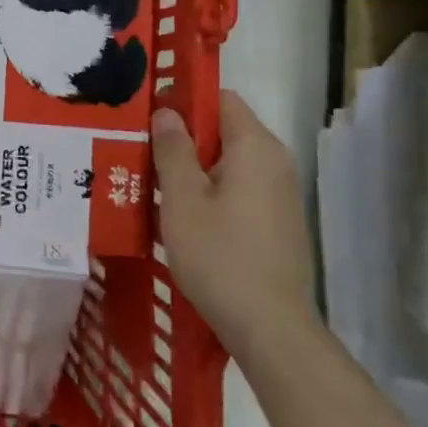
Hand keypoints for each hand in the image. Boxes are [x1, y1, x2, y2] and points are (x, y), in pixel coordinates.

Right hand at [153, 91, 316, 361]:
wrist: (270, 328)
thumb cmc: (219, 255)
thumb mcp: (182, 198)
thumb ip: (173, 148)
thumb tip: (167, 112)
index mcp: (255, 147)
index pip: (221, 98)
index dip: (185, 100)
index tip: (151, 117)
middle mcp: (276, 162)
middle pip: (226, 130)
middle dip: (186, 137)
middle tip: (145, 152)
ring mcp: (282, 194)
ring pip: (232, 162)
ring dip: (196, 167)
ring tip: (158, 184)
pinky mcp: (280, 222)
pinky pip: (241, 188)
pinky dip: (214, 190)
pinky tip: (187, 216)